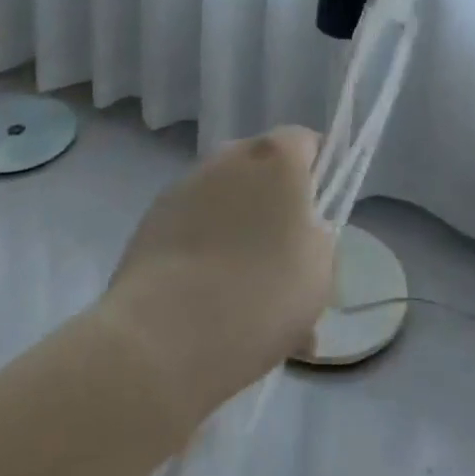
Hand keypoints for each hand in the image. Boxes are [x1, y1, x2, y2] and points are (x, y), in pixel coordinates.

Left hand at [97, 127, 332, 428]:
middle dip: (274, 207)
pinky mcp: (153, 217)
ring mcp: (187, 183)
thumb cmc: (261, 293)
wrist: (166, 333)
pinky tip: (207, 302)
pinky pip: (193, 226)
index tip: (321, 215)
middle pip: (262, 171)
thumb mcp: (320, 269)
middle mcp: (230, 156)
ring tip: (245, 299)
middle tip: (284, 263)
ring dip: (238, 232)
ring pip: (226, 201)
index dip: (318, 174)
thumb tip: (301, 230)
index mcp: (276, 156)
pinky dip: (204, 251)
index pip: (306, 142)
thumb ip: (317, 235)